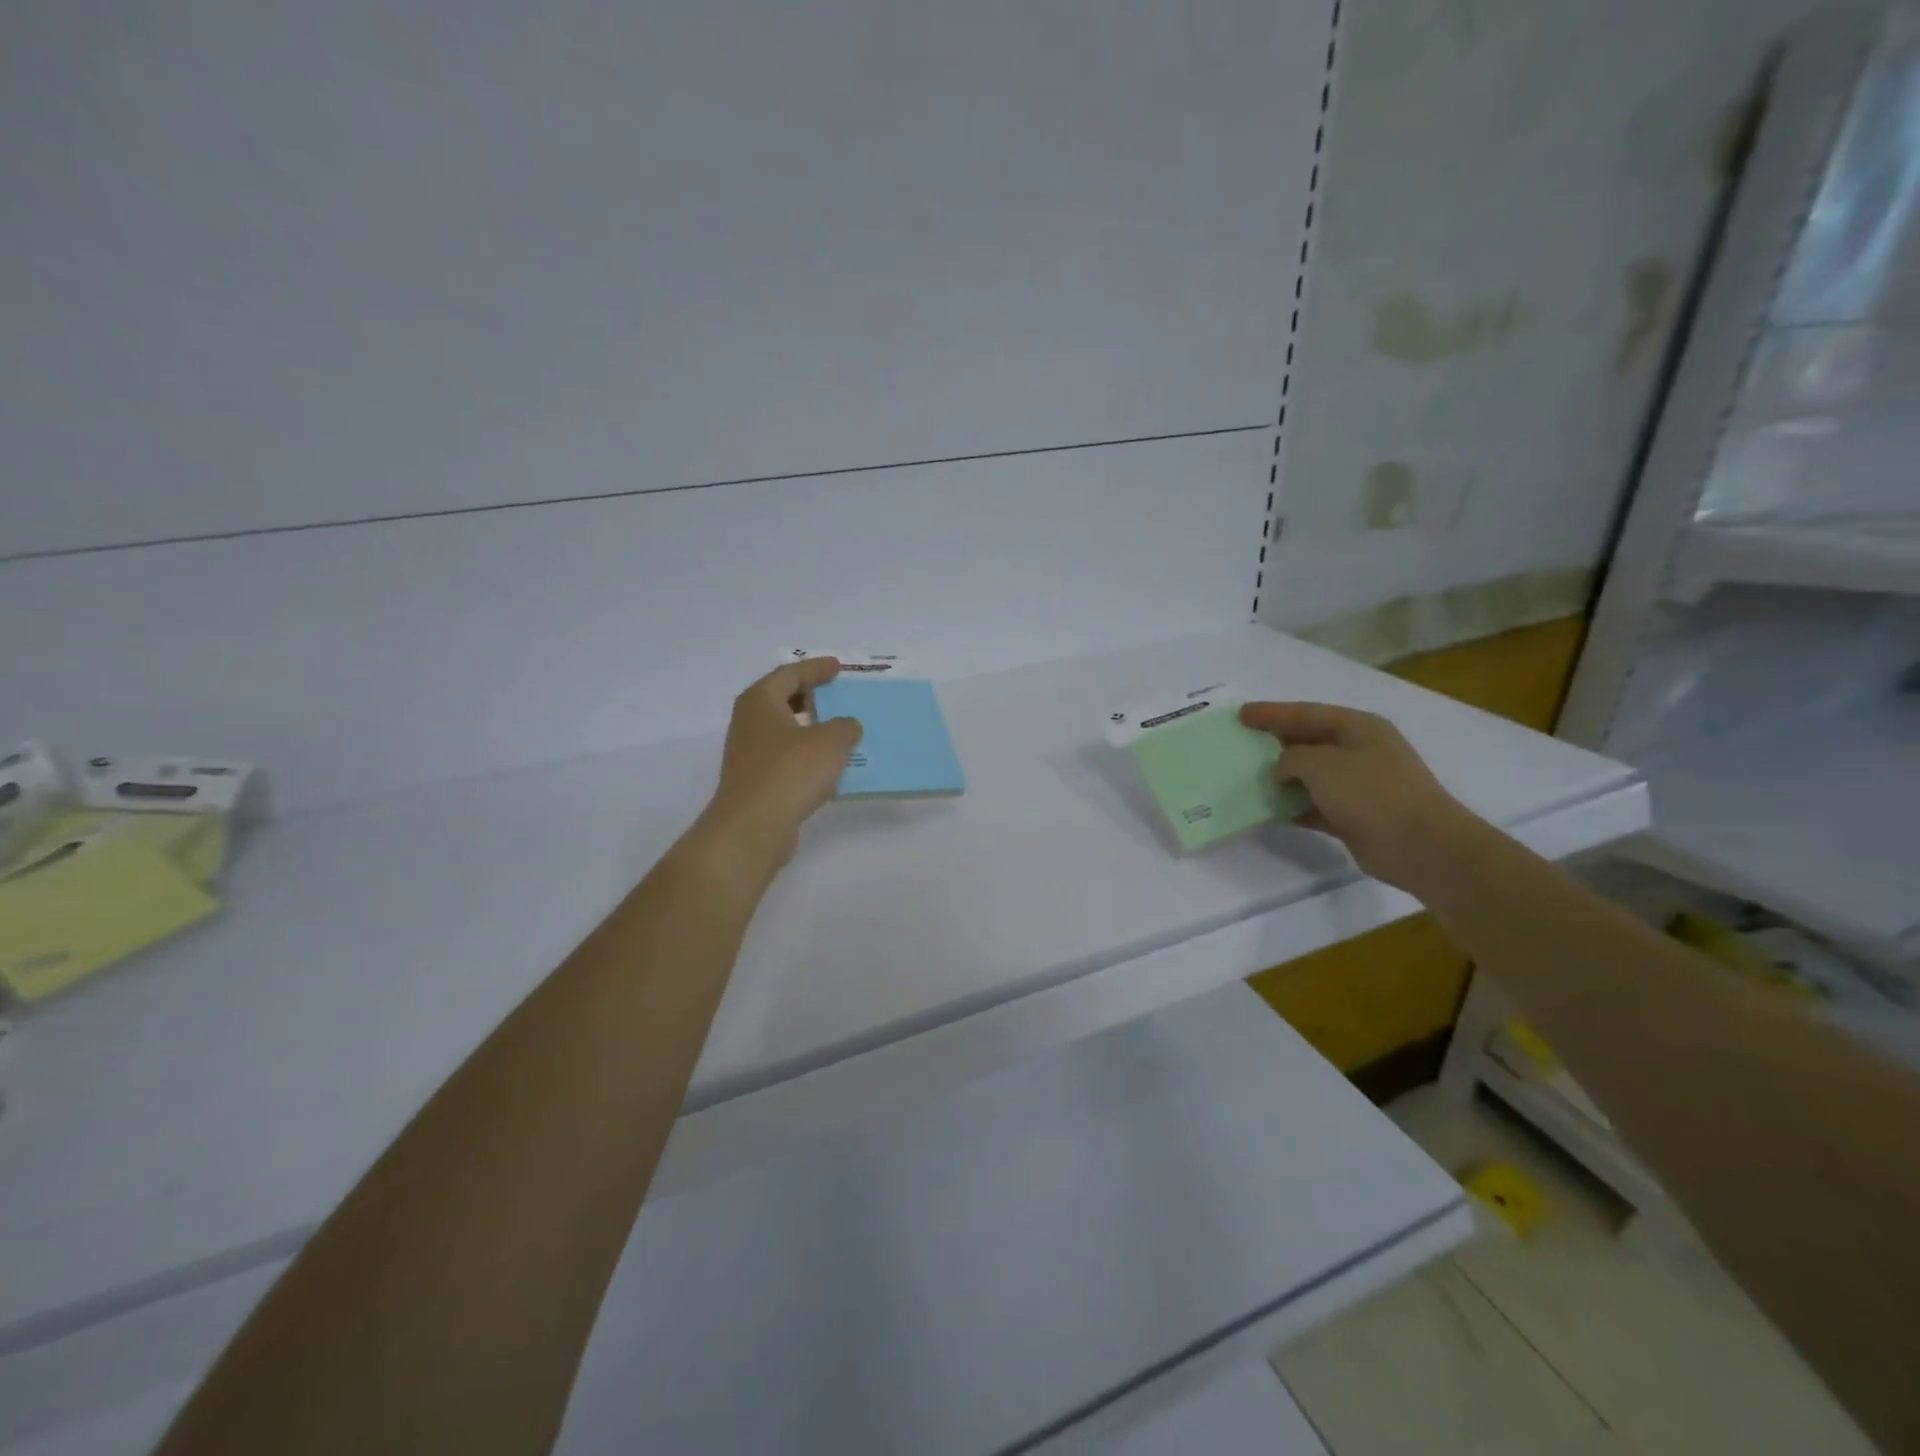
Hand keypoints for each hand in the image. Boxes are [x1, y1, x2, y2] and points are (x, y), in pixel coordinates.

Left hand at [701, 659, 861, 866]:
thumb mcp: (831, 741)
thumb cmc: (791, 771)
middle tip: (836, 695)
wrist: (753, 826)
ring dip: (809, 729)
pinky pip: (785, 758)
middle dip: (810, 696)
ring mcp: (748, 754)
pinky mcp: (755, 781)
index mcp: (761, 700)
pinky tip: (827, 766)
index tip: (838, 667)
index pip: (790, 674)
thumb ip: (845, 727)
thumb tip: (846, 726)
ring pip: (783, 730)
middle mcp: (749, 722)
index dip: (816, 668)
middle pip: (781, 699)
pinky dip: (806, 755)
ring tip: (838, 731)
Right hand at [1238, 701, 1485, 895]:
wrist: (1420, 845)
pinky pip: (1314, 806)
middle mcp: (1360, 752)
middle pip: (1308, 742)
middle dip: (1275, 743)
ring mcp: (1359, 786)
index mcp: (1358, 728)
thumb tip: (1283, 769)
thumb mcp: (1322, 764)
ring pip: (1310, 776)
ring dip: (1281, 778)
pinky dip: (1293, 807)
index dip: (1272, 713)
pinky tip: (1268, 810)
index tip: (1241, 714)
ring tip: (1247, 778)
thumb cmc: (1371, 792)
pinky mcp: (1354, 816)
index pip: (1306, 713)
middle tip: (1242, 744)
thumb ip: (1292, 758)